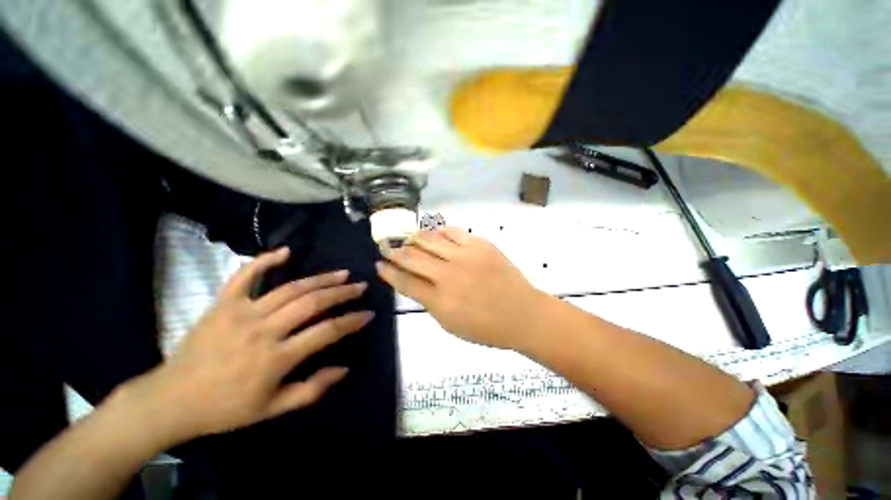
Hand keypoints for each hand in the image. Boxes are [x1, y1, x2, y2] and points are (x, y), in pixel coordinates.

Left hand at [122, 248, 373, 443]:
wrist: (171, 400)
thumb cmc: (225, 409)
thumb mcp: (272, 410)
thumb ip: (312, 390)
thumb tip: (344, 368)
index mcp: (276, 358)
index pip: (327, 332)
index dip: (352, 321)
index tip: (368, 314)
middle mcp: (263, 330)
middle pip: (312, 303)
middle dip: (342, 293)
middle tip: (360, 287)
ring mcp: (241, 313)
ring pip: (290, 288)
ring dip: (320, 278)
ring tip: (342, 273)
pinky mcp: (222, 304)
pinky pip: (245, 276)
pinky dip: (265, 261)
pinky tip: (286, 251)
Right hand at [376, 227, 547, 349]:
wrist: (523, 314)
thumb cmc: (487, 327)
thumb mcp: (450, 324)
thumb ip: (430, 302)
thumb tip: (415, 282)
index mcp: (440, 301)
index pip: (405, 282)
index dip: (389, 272)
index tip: (379, 265)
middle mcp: (448, 276)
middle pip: (413, 258)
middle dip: (395, 252)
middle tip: (386, 247)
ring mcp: (465, 257)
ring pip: (430, 241)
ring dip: (414, 239)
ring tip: (407, 238)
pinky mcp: (480, 245)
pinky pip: (453, 232)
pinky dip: (440, 231)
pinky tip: (434, 232)